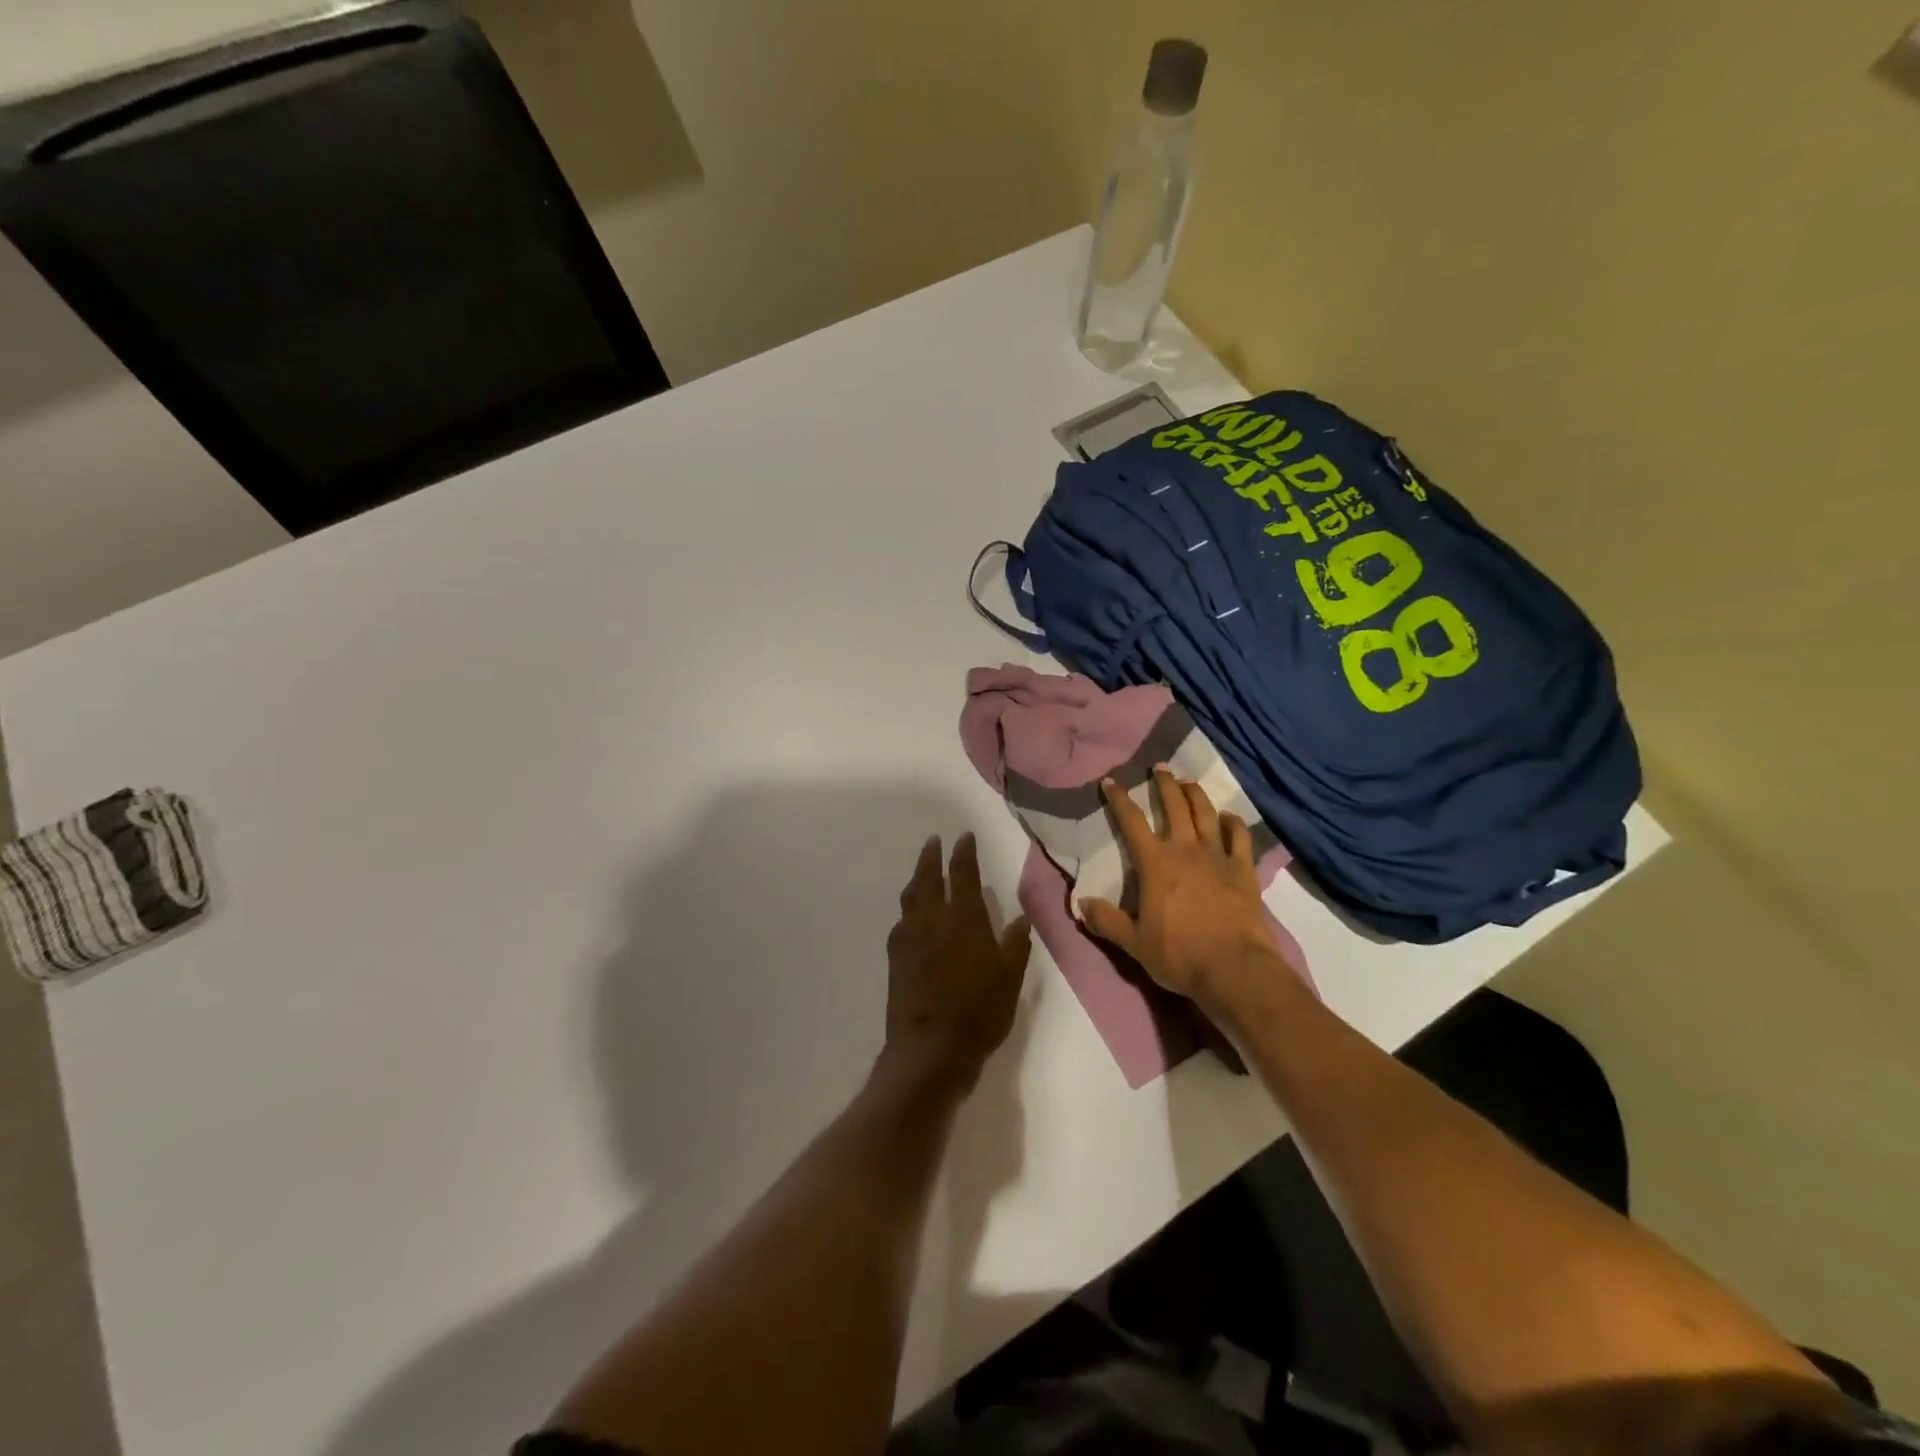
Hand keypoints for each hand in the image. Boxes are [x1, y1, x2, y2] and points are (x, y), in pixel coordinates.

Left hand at [885, 833, 1029, 1087]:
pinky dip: (908, 910)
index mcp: (965, 919)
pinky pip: (901, 922)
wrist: (930, 1049)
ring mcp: (910, 938)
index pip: (964, 874)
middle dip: (931, 857)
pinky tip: (911, 917)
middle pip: (929, 878)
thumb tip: (1019, 919)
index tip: (963, 837)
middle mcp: (933, 920)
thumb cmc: (979, 1012)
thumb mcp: (1010, 979)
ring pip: (911, 897)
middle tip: (934, 841)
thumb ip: (1015, 945)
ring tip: (921, 870)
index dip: (964, 853)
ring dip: (917, 878)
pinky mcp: (895, 958)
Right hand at [1079, 768, 1277, 1007]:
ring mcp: (1218, 856)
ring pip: (1206, 813)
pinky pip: (1240, 837)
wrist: (1235, 969)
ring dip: (1195, 794)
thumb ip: (1106, 921)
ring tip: (1188, 782)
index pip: (1131, 821)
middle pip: (1174, 805)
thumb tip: (1081, 904)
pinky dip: (1233, 823)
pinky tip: (1229, 817)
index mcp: (1155, 863)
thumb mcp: (1133, 942)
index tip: (1110, 781)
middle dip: (1164, 784)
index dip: (1119, 799)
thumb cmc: (1179, 954)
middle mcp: (1186, 849)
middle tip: (1159, 767)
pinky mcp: (1244, 870)